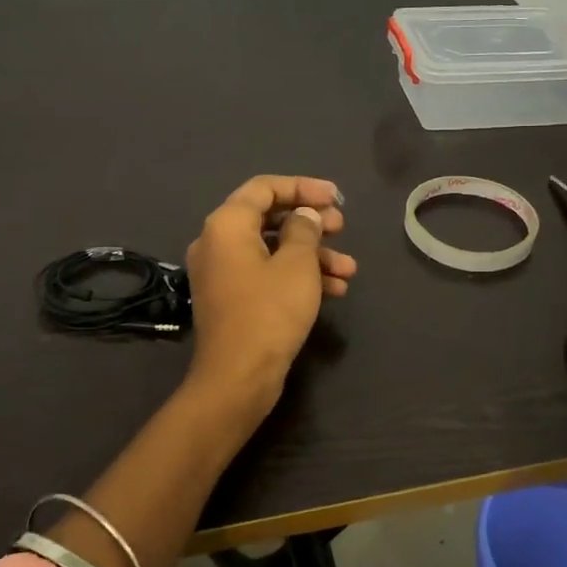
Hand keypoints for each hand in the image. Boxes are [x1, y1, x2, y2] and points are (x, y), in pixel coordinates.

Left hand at [183, 175, 357, 418]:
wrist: (238, 378)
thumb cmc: (269, 312)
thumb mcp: (297, 265)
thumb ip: (304, 230)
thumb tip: (304, 216)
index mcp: (227, 225)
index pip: (265, 188)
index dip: (303, 187)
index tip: (336, 197)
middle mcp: (217, 242)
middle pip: (269, 217)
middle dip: (311, 222)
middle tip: (342, 228)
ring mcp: (223, 273)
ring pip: (272, 250)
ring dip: (312, 255)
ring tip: (349, 268)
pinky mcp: (233, 299)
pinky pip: (266, 274)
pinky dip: (297, 276)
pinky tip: (335, 290)